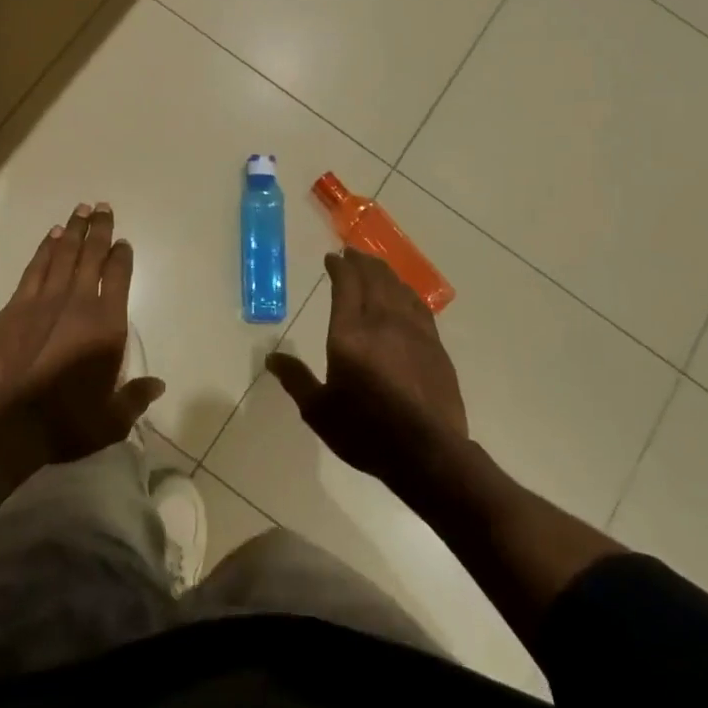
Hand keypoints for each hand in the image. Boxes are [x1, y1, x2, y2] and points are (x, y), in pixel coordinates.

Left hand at [0, 202, 163, 463]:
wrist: (7, 423)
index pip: (118, 277)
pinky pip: (35, 269)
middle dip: (99, 229)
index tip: (123, 242)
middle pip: (91, 255)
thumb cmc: (67, 422)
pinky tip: (51, 237)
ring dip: (73, 231)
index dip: (122, 256)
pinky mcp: (16, 307)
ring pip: (62, 254)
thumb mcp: (112, 419)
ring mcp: (44, 301)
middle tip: (103, 206)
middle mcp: (78, 302)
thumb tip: (158, 385)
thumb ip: (136, 397)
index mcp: (107, 325)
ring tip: (80, 211)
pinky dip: (44, 249)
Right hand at [267, 249, 467, 486]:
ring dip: (384, 273)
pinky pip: (419, 305)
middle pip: (374, 278)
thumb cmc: (366, 432)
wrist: (428, 453)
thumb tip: (271, 358)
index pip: (346, 284)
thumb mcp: (319, 411)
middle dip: (361, 262)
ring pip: (398, 287)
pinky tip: (404, 295)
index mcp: (349, 334)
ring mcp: (414, 331)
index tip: (332, 258)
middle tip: (352, 254)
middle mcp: (382, 322)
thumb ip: (296, 380)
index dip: (339, 266)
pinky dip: (406, 292)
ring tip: (375, 268)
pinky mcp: (435, 345)